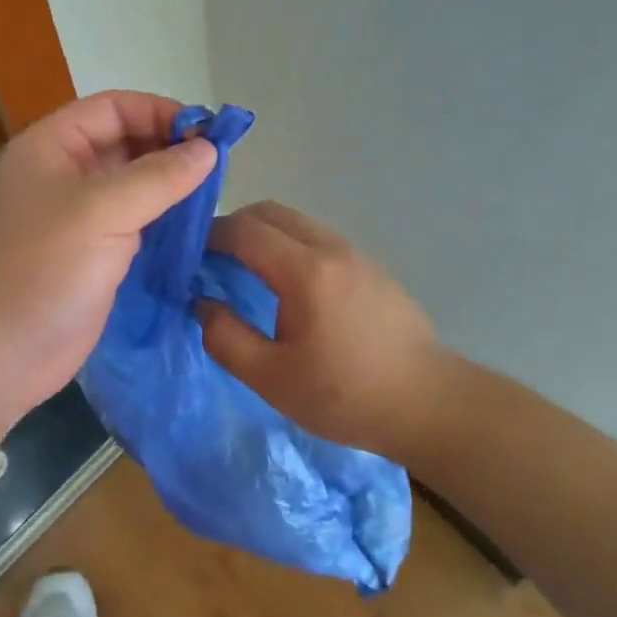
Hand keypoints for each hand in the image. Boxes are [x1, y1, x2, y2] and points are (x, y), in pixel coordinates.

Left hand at [0, 91, 216, 437]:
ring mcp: (77, 216)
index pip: (113, 108)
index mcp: (51, 147)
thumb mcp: (102, 212)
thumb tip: (208, 148)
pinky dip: (163, 218)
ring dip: (170, 184)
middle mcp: (63, 173)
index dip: (160, 112)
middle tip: (218, 166)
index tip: (208, 132)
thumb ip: (159, 176)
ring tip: (214, 193)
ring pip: (132, 183)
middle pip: (124, 141)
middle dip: (169, 147)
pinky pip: (134, 221)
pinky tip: (194, 225)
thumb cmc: (42, 270)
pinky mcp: (91, 253)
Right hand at [199, 201, 445, 463]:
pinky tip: (288, 286)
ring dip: (265, 234)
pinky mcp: (372, 268)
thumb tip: (200, 303)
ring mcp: (356, 254)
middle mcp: (331, 249)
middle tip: (212, 259)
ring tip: (246, 270)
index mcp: (305, 272)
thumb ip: (225, 337)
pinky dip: (291, 245)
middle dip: (235, 226)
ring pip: (298, 222)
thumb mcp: (271, 379)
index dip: (210, 235)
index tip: (188, 254)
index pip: (245, 230)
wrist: (428, 403)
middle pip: (272, 213)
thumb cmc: (345, 395)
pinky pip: (319, 238)